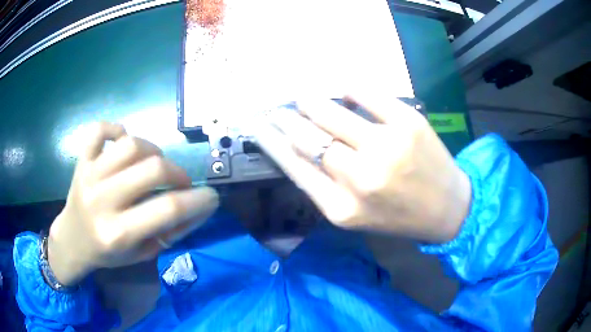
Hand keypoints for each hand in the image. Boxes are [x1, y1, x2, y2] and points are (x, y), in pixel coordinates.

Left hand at [48, 122, 218, 285]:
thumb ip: (171, 232)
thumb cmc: (108, 254)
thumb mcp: (142, 254)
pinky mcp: (81, 160)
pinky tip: (122, 142)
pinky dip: (116, 130)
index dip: (198, 200)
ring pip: (131, 144)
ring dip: (153, 150)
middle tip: (180, 183)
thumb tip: (199, 208)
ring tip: (153, 164)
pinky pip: (100, 129)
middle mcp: (101, 201)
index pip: (167, 209)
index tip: (212, 197)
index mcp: (117, 233)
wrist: (72, 241)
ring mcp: (88, 175)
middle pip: (153, 168)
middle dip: (178, 174)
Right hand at [255, 94, 470, 242]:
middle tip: (278, 109)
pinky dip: (350, 89)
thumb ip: (321, 186)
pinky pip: (368, 95)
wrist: (446, 209)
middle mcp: (361, 178)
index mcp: (341, 208)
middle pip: (307, 136)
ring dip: (310, 102)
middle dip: (285, 119)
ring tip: (302, 97)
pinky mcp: (408, 124)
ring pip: (331, 113)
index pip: (292, 165)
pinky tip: (343, 89)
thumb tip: (292, 147)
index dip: (270, 142)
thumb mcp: (353, 215)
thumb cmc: (397, 216)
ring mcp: (387, 147)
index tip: (258, 126)